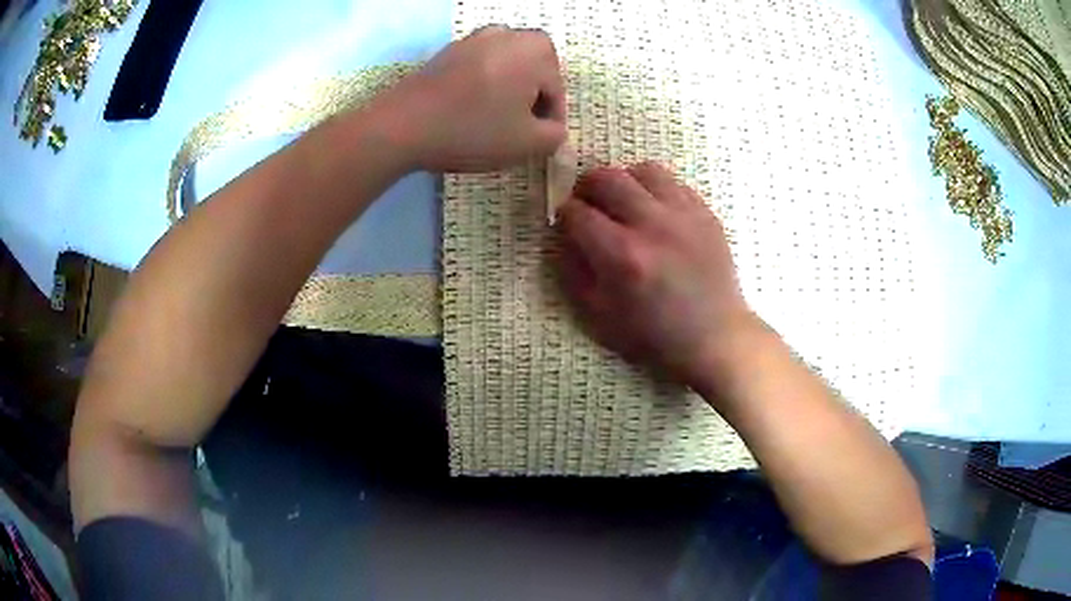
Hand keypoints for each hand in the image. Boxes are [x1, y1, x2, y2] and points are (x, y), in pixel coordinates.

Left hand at [376, 26, 566, 172]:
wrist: (402, 126)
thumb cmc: (473, 130)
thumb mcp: (528, 143)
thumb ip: (556, 136)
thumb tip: (554, 129)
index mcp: (536, 49)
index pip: (556, 91)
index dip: (550, 122)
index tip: (538, 144)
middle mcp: (508, 33)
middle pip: (533, 74)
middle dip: (529, 101)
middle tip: (517, 131)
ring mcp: (473, 38)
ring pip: (506, 69)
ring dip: (506, 93)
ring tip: (492, 122)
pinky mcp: (448, 51)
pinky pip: (479, 68)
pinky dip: (481, 87)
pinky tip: (468, 111)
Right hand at [556, 162, 753, 387]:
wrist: (714, 337)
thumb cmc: (653, 335)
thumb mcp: (598, 316)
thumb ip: (572, 271)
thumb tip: (563, 234)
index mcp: (622, 256)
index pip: (577, 212)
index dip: (565, 215)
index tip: (568, 223)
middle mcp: (652, 225)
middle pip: (606, 178)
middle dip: (586, 188)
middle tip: (589, 204)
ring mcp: (683, 215)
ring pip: (641, 170)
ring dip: (623, 182)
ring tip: (623, 202)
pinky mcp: (705, 213)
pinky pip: (672, 182)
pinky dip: (654, 189)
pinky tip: (654, 210)